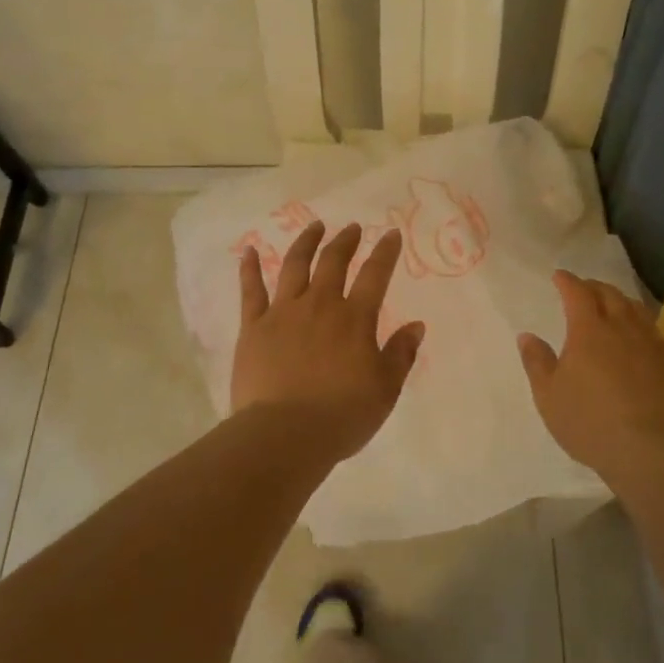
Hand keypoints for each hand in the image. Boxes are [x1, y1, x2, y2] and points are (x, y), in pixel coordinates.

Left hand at [233, 221, 425, 461]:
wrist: (284, 435)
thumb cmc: (341, 415)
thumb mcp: (385, 389)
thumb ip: (401, 354)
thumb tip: (416, 325)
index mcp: (355, 319)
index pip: (375, 275)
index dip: (385, 252)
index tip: (391, 233)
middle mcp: (320, 305)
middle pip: (333, 262)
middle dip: (345, 241)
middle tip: (352, 228)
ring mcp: (283, 313)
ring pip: (294, 266)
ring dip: (306, 243)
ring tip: (314, 227)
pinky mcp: (254, 327)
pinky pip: (251, 291)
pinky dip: (249, 269)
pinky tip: (247, 251)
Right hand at [518, 270, 663, 480]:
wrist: (650, 450)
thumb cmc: (590, 421)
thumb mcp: (549, 396)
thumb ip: (537, 362)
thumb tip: (527, 336)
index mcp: (588, 329)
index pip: (577, 293)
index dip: (567, 281)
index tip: (560, 276)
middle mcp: (622, 327)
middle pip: (610, 295)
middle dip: (594, 287)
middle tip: (585, 288)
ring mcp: (651, 344)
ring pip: (637, 309)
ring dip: (621, 301)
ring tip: (614, 304)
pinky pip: (656, 332)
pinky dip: (643, 325)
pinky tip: (642, 336)